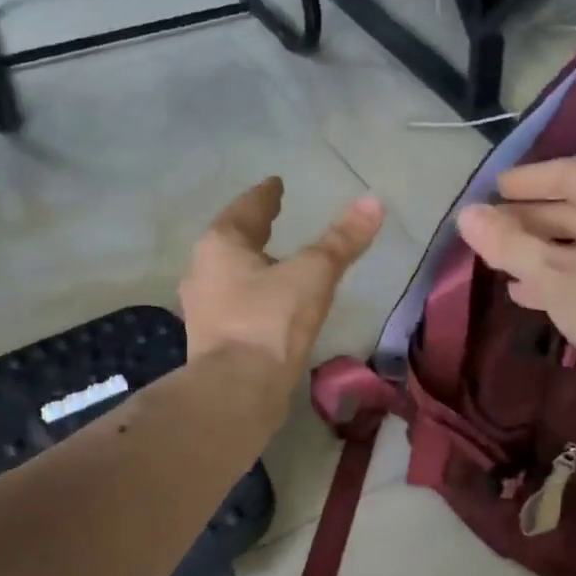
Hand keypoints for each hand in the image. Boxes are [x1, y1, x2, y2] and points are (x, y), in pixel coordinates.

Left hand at [180, 178, 383, 387]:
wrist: (237, 391)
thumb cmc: (271, 320)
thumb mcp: (314, 274)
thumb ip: (341, 240)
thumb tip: (373, 202)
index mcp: (221, 245)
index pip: (247, 208)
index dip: (266, 195)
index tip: (276, 184)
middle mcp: (202, 270)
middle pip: (232, 241)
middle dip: (253, 230)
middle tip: (275, 219)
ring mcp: (202, 308)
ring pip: (229, 274)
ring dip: (251, 265)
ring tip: (275, 262)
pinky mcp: (211, 339)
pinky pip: (233, 304)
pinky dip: (251, 296)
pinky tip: (269, 305)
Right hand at [456, 159, 575, 391]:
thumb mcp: (552, 271)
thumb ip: (507, 242)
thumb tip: (466, 214)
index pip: (569, 173)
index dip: (527, 181)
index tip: (492, 190)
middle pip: (574, 209)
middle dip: (527, 220)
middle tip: (487, 229)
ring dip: (538, 252)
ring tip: (496, 262)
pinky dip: (558, 278)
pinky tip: (524, 293)